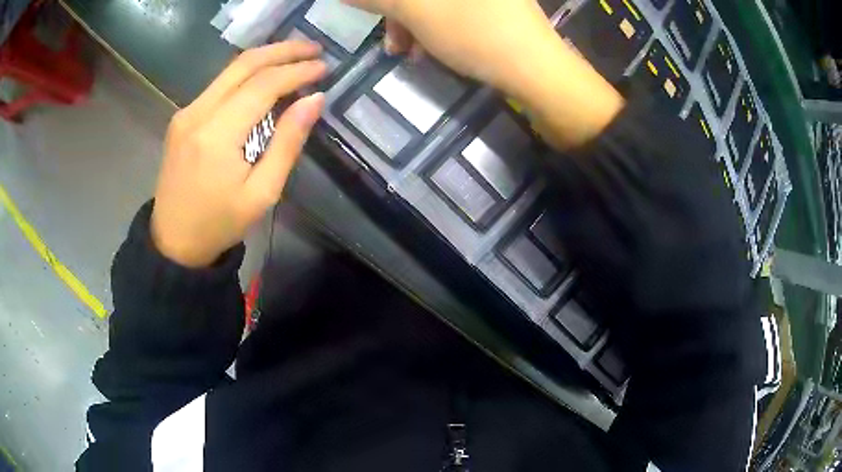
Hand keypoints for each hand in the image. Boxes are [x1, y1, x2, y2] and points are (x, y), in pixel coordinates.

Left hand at [151, 41, 326, 266]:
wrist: (174, 241)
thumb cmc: (219, 223)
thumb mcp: (262, 193)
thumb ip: (288, 142)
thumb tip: (314, 100)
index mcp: (216, 136)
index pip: (263, 85)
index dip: (297, 71)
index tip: (324, 68)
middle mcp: (197, 113)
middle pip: (244, 64)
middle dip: (283, 50)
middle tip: (314, 49)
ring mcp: (186, 112)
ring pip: (230, 69)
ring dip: (265, 57)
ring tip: (296, 56)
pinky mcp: (183, 117)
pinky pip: (219, 84)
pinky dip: (247, 74)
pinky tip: (266, 77)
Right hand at [344, 0, 623, 148]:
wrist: (541, 73)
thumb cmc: (476, 35)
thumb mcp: (418, 12)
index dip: (387, 4)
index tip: (373, 15)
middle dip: (399, 12)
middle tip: (390, 41)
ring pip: (437, 1)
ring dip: (414, 22)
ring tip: (408, 53)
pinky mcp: (498, 8)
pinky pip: (455, 9)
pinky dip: (436, 25)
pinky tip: (431, 48)